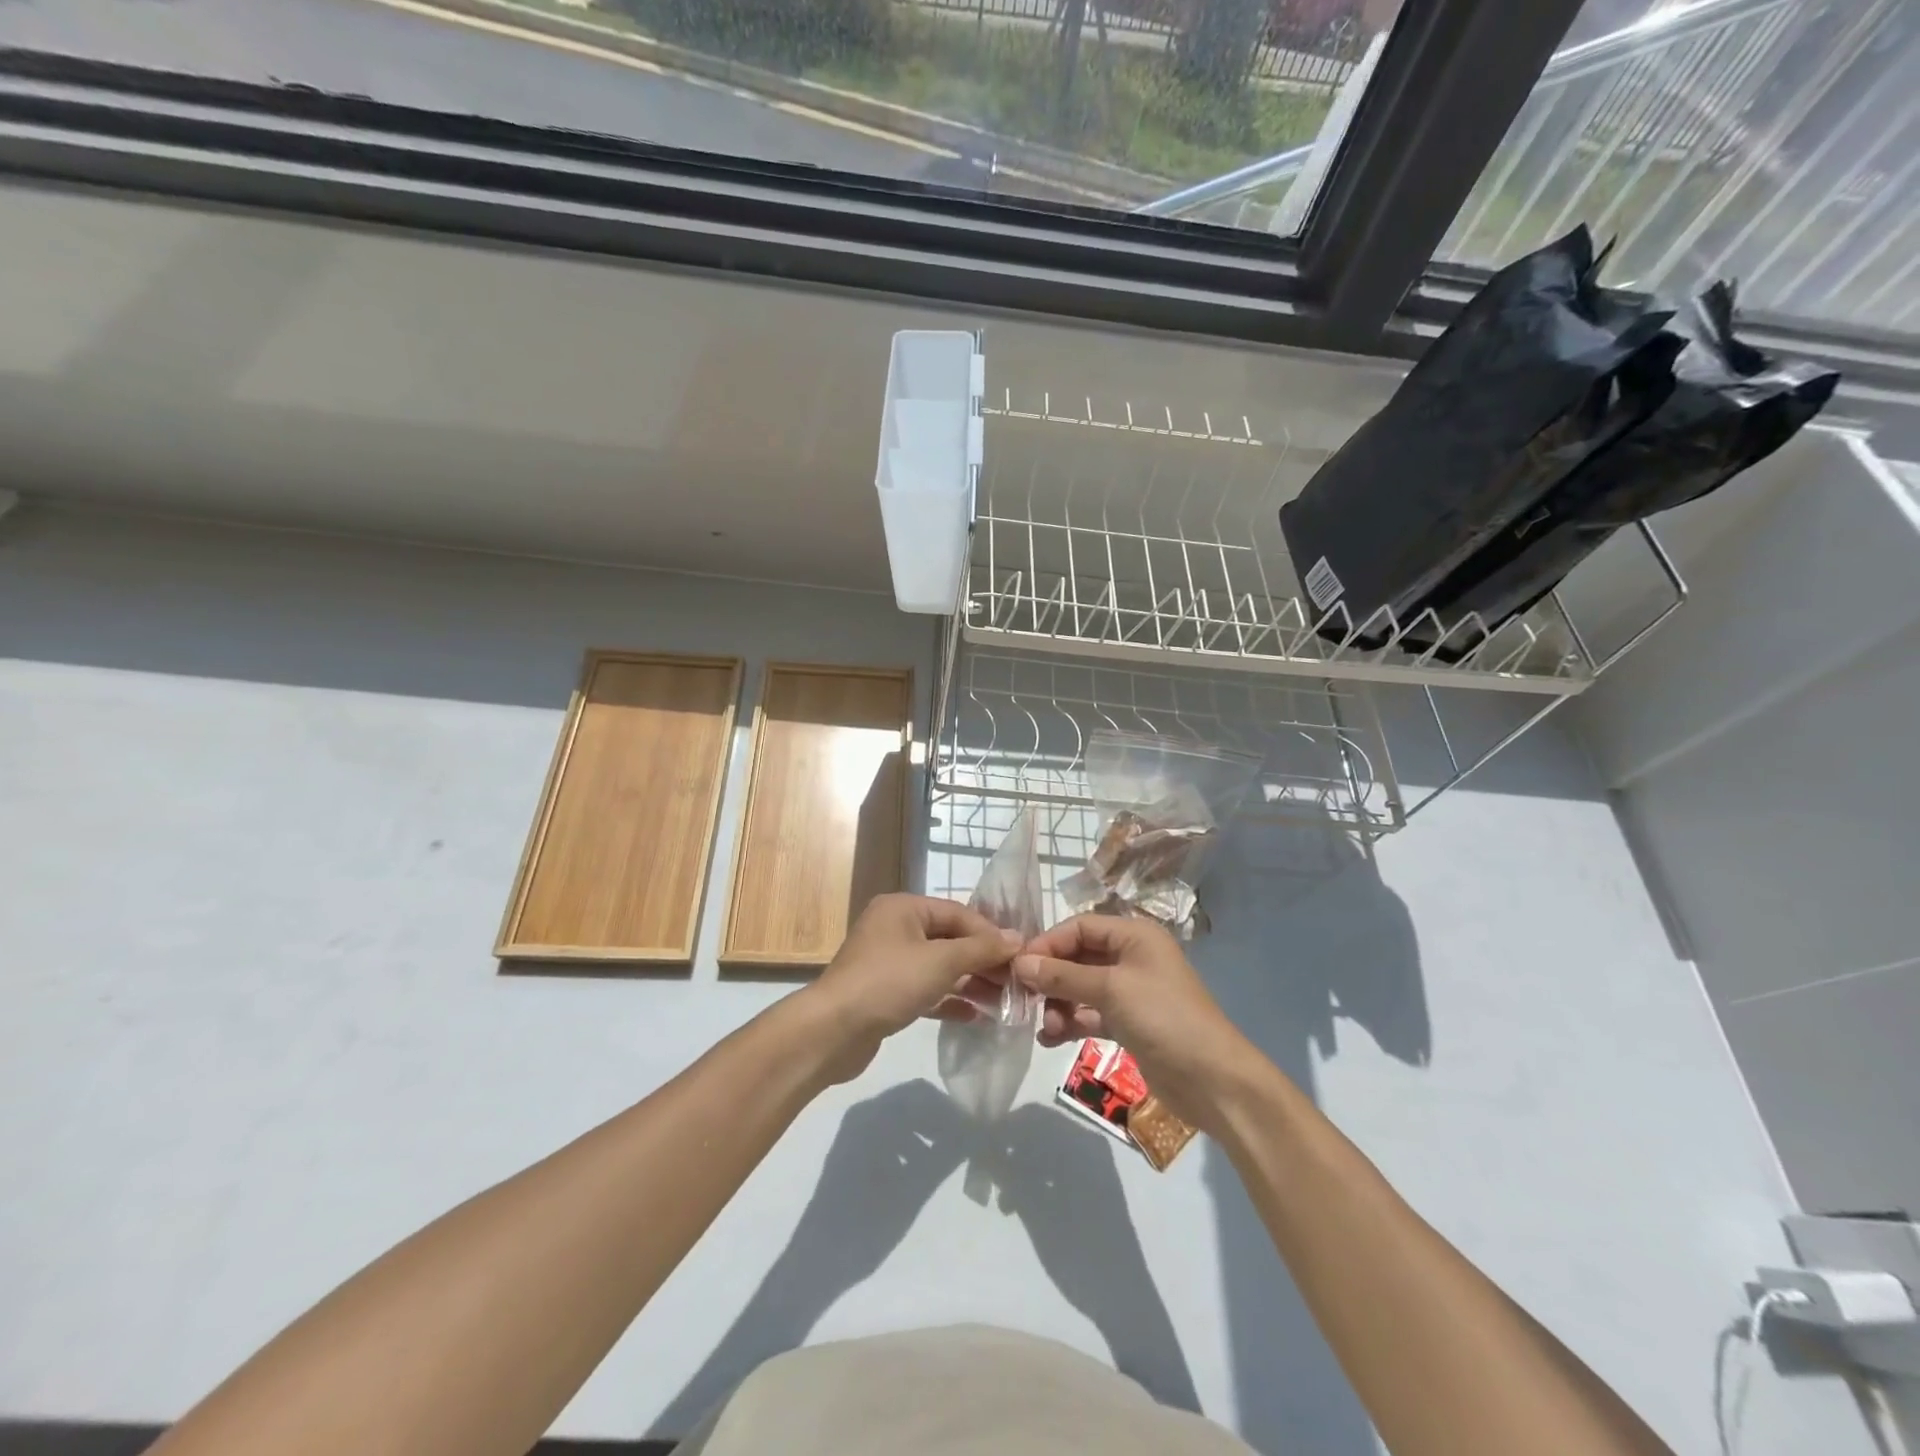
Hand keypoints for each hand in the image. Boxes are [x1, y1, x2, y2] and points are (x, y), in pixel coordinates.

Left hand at [803, 894, 1021, 1082]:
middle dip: (983, 960)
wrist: (833, 1032)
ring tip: (1003, 1001)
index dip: (991, 933)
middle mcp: (895, 928)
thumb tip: (1018, 938)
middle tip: (1016, 982)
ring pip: (939, 967)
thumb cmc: (888, 982)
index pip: (958, 913)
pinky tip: (976, 1016)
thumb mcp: (941, 961)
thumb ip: (980, 949)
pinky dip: (950, 999)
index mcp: (903, 908)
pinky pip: (926, 990)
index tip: (1021, 956)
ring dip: (970, 982)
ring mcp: (888, 962)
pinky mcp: (886, 994)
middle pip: (949, 939)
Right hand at [1013, 915, 1268, 1132]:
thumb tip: (1019, 964)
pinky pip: (1090, 1014)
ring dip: (1059, 1004)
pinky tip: (1050, 1039)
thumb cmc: (1164, 1018)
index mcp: (1134, 935)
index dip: (1048, 943)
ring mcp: (1131, 991)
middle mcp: (1131, 957)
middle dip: (1051, 977)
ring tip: (1045, 1028)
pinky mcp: (1129, 1023)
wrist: (1212, 1080)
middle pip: (1078, 957)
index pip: (1079, 926)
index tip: (1017, 966)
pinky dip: (1071, 1023)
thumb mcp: (1110, 990)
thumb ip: (1063, 976)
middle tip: (1022, 998)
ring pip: (1081, 988)